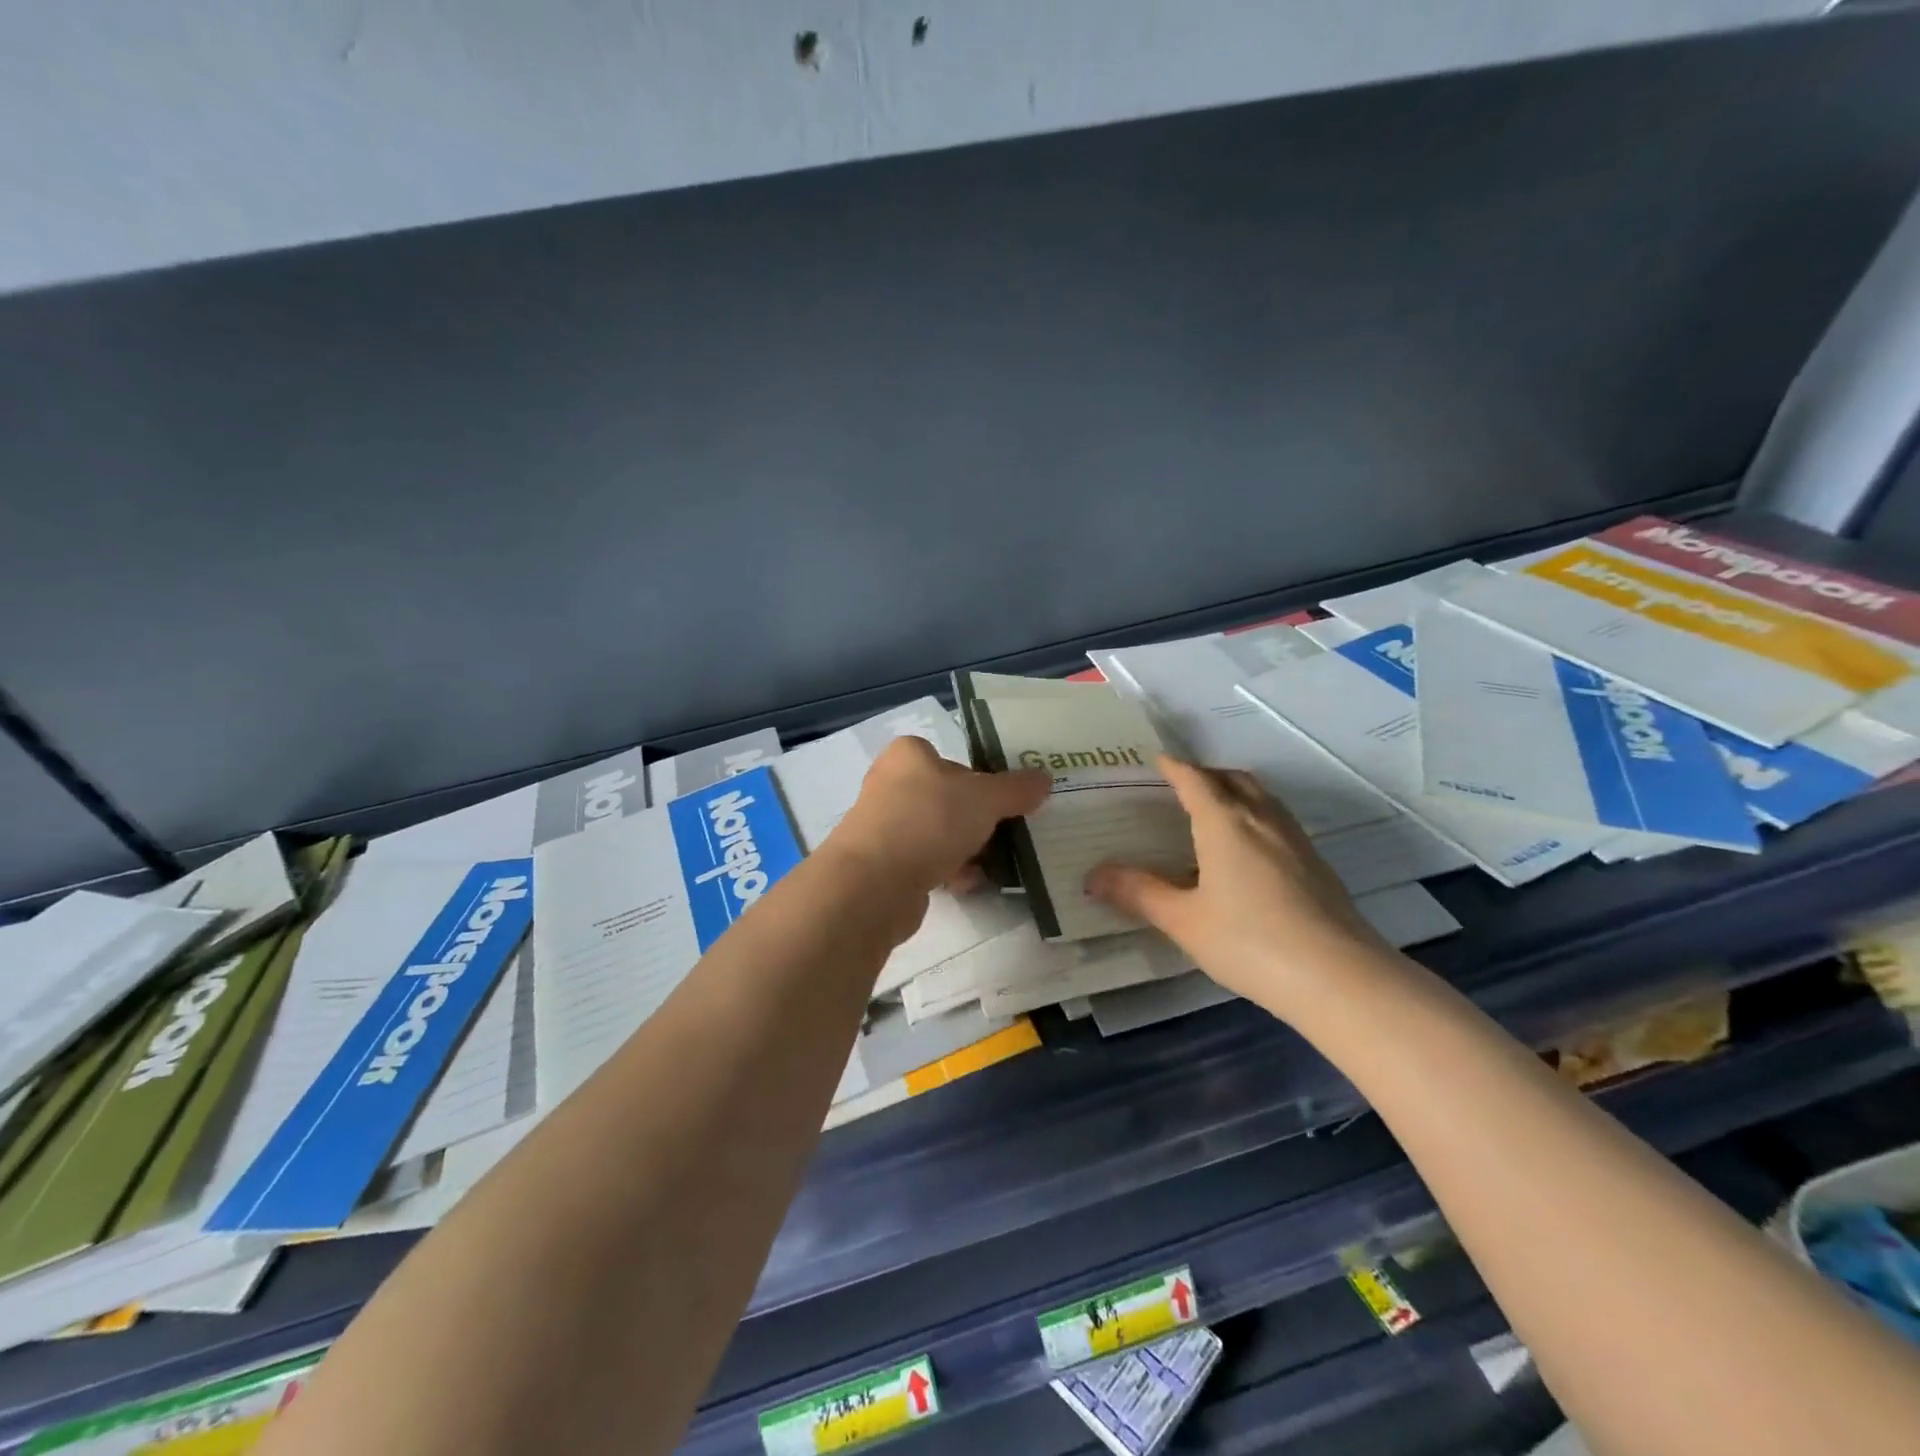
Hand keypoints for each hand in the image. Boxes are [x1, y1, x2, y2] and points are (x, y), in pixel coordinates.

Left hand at [828, 736, 1050, 898]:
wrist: (875, 883)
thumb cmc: (929, 821)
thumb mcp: (984, 798)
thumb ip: (1015, 789)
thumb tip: (1044, 779)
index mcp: (909, 755)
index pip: (954, 759)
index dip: (983, 779)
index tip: (1009, 801)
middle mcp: (891, 784)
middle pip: (948, 798)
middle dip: (978, 819)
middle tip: (1010, 832)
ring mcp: (884, 826)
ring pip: (938, 832)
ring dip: (966, 848)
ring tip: (997, 862)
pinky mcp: (883, 864)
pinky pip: (926, 862)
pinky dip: (949, 871)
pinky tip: (970, 883)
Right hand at [1085, 757, 1397, 1013]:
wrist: (1339, 977)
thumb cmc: (1250, 942)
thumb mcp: (1184, 920)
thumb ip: (1139, 893)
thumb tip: (1093, 875)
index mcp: (1225, 823)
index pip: (1195, 780)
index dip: (1174, 767)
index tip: (1157, 759)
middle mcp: (1262, 819)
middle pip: (1233, 778)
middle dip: (1206, 774)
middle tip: (1182, 785)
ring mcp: (1295, 840)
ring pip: (1262, 797)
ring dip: (1235, 791)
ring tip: (1214, 810)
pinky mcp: (1317, 864)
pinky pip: (1278, 820)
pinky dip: (1256, 815)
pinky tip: (1249, 850)